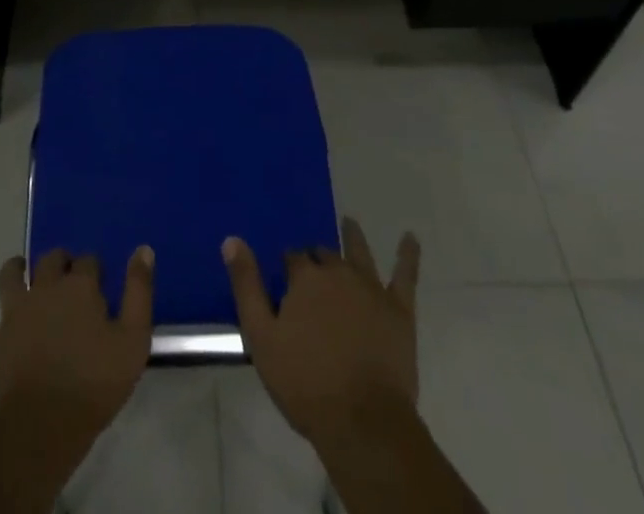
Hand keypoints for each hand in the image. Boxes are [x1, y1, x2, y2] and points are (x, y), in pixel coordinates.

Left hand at [0, 247, 155, 443]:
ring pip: (10, 278)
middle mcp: (45, 288)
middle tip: (66, 272)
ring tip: (18, 270)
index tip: (100, 282)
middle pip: (50, 260)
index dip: (94, 269)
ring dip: (14, 271)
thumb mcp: (134, 338)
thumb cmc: (95, 382)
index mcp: (79, 286)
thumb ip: (139, 290)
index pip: (88, 262)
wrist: (45, 424)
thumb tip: (142, 248)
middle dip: (59, 261)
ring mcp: (15, 314)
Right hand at [223, 217, 421, 441]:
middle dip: (316, 258)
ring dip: (353, 237)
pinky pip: (405, 276)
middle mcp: (338, 272)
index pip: (292, 259)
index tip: (284, 279)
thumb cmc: (306, 383)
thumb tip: (232, 239)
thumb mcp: (261, 337)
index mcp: (305, 278)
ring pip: (359, 252)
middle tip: (311, 269)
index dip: (288, 268)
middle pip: (324, 255)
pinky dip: (408, 255)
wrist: (363, 422)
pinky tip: (411, 238)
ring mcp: (371, 288)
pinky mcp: (399, 310)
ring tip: (350, 223)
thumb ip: (246, 286)